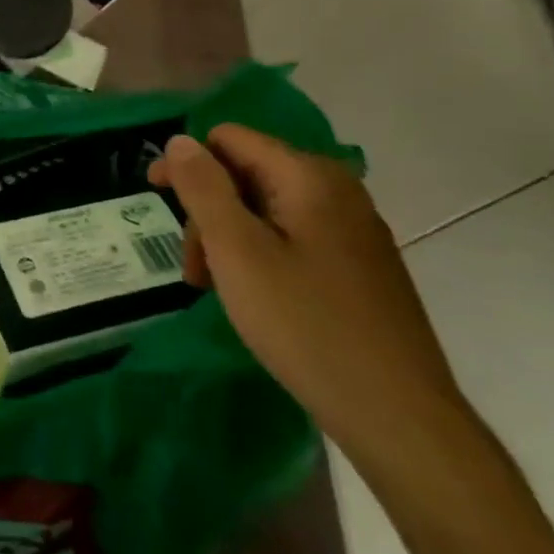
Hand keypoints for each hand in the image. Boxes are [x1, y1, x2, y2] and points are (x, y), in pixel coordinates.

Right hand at [148, 127, 469, 468]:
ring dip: (228, 239)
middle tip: (192, 269)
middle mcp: (336, 190)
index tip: (156, 198)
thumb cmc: (306, 325)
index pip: (229, 139)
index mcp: (309, 176)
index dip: (186, 162)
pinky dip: (259, 257)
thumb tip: (179, 140)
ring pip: (266, 210)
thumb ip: (203, 188)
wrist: (397, 415)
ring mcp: (352, 230)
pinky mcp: (359, 266)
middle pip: (246, 174)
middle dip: (208, 212)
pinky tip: (253, 298)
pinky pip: (292, 238)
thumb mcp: (236, 251)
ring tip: (216, 290)